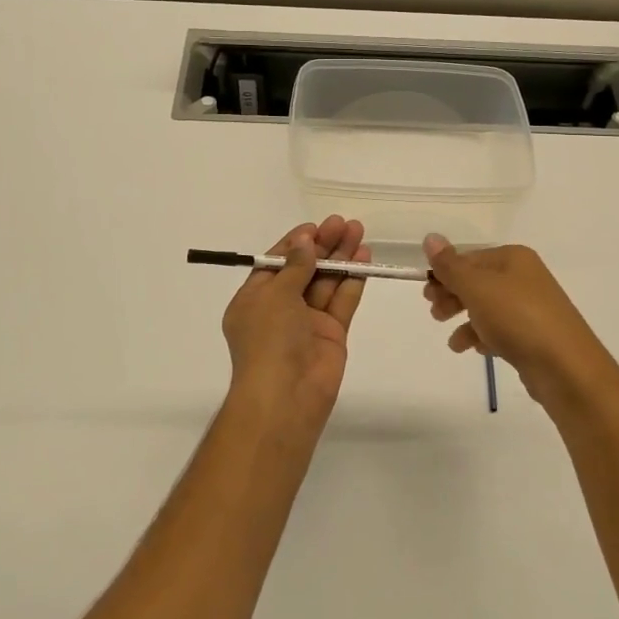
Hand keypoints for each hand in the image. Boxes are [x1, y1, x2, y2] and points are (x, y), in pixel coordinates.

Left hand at [221, 217, 369, 431]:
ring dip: (341, 256)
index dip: (295, 243)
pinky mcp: (332, 334)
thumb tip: (305, 241)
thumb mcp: (275, 295)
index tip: (315, 226)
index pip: (276, 263)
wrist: (286, 396)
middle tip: (343, 222)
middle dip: (323, 245)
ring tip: (358, 231)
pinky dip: (353, 279)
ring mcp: (307, 322)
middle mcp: (280, 308)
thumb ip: (295, 266)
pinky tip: (364, 257)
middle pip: (304, 269)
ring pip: (326, 282)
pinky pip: (342, 300)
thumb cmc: (269, 339)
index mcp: (254, 299)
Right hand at [423, 235, 618, 418]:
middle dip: (453, 296)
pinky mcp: (535, 336)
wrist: (567, 368)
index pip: (470, 258)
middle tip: (435, 313)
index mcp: (514, 258)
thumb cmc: (518, 318)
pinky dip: (484, 336)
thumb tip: (431, 236)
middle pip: (478, 282)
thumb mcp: (477, 288)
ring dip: (465, 320)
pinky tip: (475, 350)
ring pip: (488, 307)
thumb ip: (451, 266)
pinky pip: (502, 329)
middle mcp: (525, 277)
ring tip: (453, 342)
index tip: (426, 294)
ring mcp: (532, 307)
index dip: (445, 274)